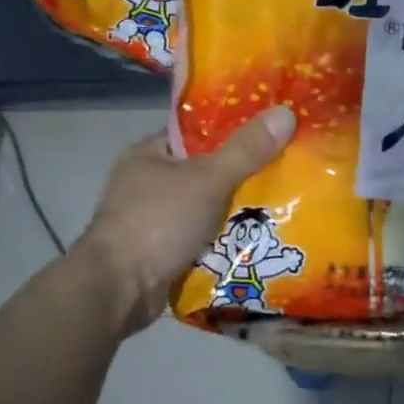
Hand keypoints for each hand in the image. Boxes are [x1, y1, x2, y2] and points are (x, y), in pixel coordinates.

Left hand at [76, 106, 295, 333]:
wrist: (117, 291)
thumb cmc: (158, 222)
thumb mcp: (208, 179)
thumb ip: (246, 149)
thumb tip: (285, 112)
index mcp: (151, 153)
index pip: (199, 131)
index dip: (236, 129)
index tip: (272, 132)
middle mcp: (148, 182)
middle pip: (208, 169)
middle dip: (244, 174)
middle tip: (286, 169)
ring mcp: (153, 218)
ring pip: (208, 205)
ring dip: (237, 210)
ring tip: (284, 203)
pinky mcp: (161, 251)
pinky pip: (203, 236)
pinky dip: (225, 238)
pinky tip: (259, 237)